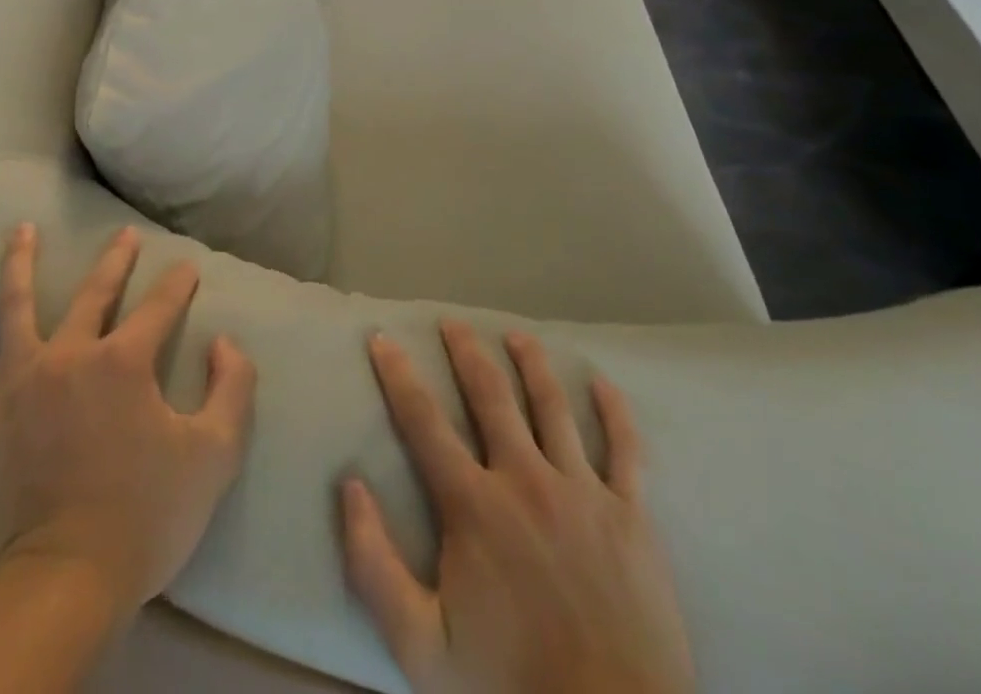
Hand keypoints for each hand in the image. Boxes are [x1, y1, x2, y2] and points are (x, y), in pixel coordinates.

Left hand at [0, 223, 256, 613]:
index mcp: (124, 361)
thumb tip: (226, 343)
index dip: (178, 285)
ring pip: (15, 307)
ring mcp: (18, 382)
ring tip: (21, 230)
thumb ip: (233, 389)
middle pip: (95, 294)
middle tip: (124, 235)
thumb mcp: (215, 455)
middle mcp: (69, 355)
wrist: (65, 583)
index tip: (188, 268)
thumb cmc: (145, 517)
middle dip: (115, 261)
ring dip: (19, 264)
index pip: (160, 307)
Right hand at [342, 322, 694, 693]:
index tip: (382, 337)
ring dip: (531, 364)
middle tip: (452, 322)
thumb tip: (349, 485)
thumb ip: (373, 565)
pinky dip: (615, 411)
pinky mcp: (632, 516)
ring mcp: (582, 492)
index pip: (423, 420)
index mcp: (473, 505)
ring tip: (517, 336)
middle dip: (466, 352)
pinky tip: (603, 383)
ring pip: (552, 406)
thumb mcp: (420, 647)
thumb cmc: (510, 690)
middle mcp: (525, 480)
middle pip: (490, 395)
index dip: (397, 374)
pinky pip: (625, 449)